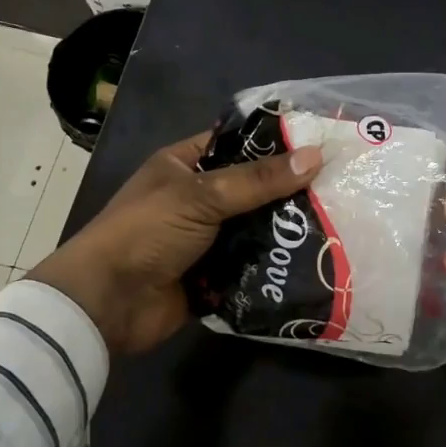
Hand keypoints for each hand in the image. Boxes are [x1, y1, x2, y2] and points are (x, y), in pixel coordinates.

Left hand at [28, 132, 321, 354]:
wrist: (107, 303)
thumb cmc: (147, 232)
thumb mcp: (202, 195)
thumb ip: (258, 180)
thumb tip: (317, 155)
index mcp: (183, 165)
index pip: (236, 144)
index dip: (274, 143)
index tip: (320, 145)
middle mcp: (195, 198)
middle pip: (251, 189)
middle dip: (288, 192)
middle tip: (338, 188)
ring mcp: (204, 239)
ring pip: (254, 228)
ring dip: (284, 231)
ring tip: (335, 224)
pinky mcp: (212, 275)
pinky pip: (250, 265)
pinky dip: (273, 264)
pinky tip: (312, 261)